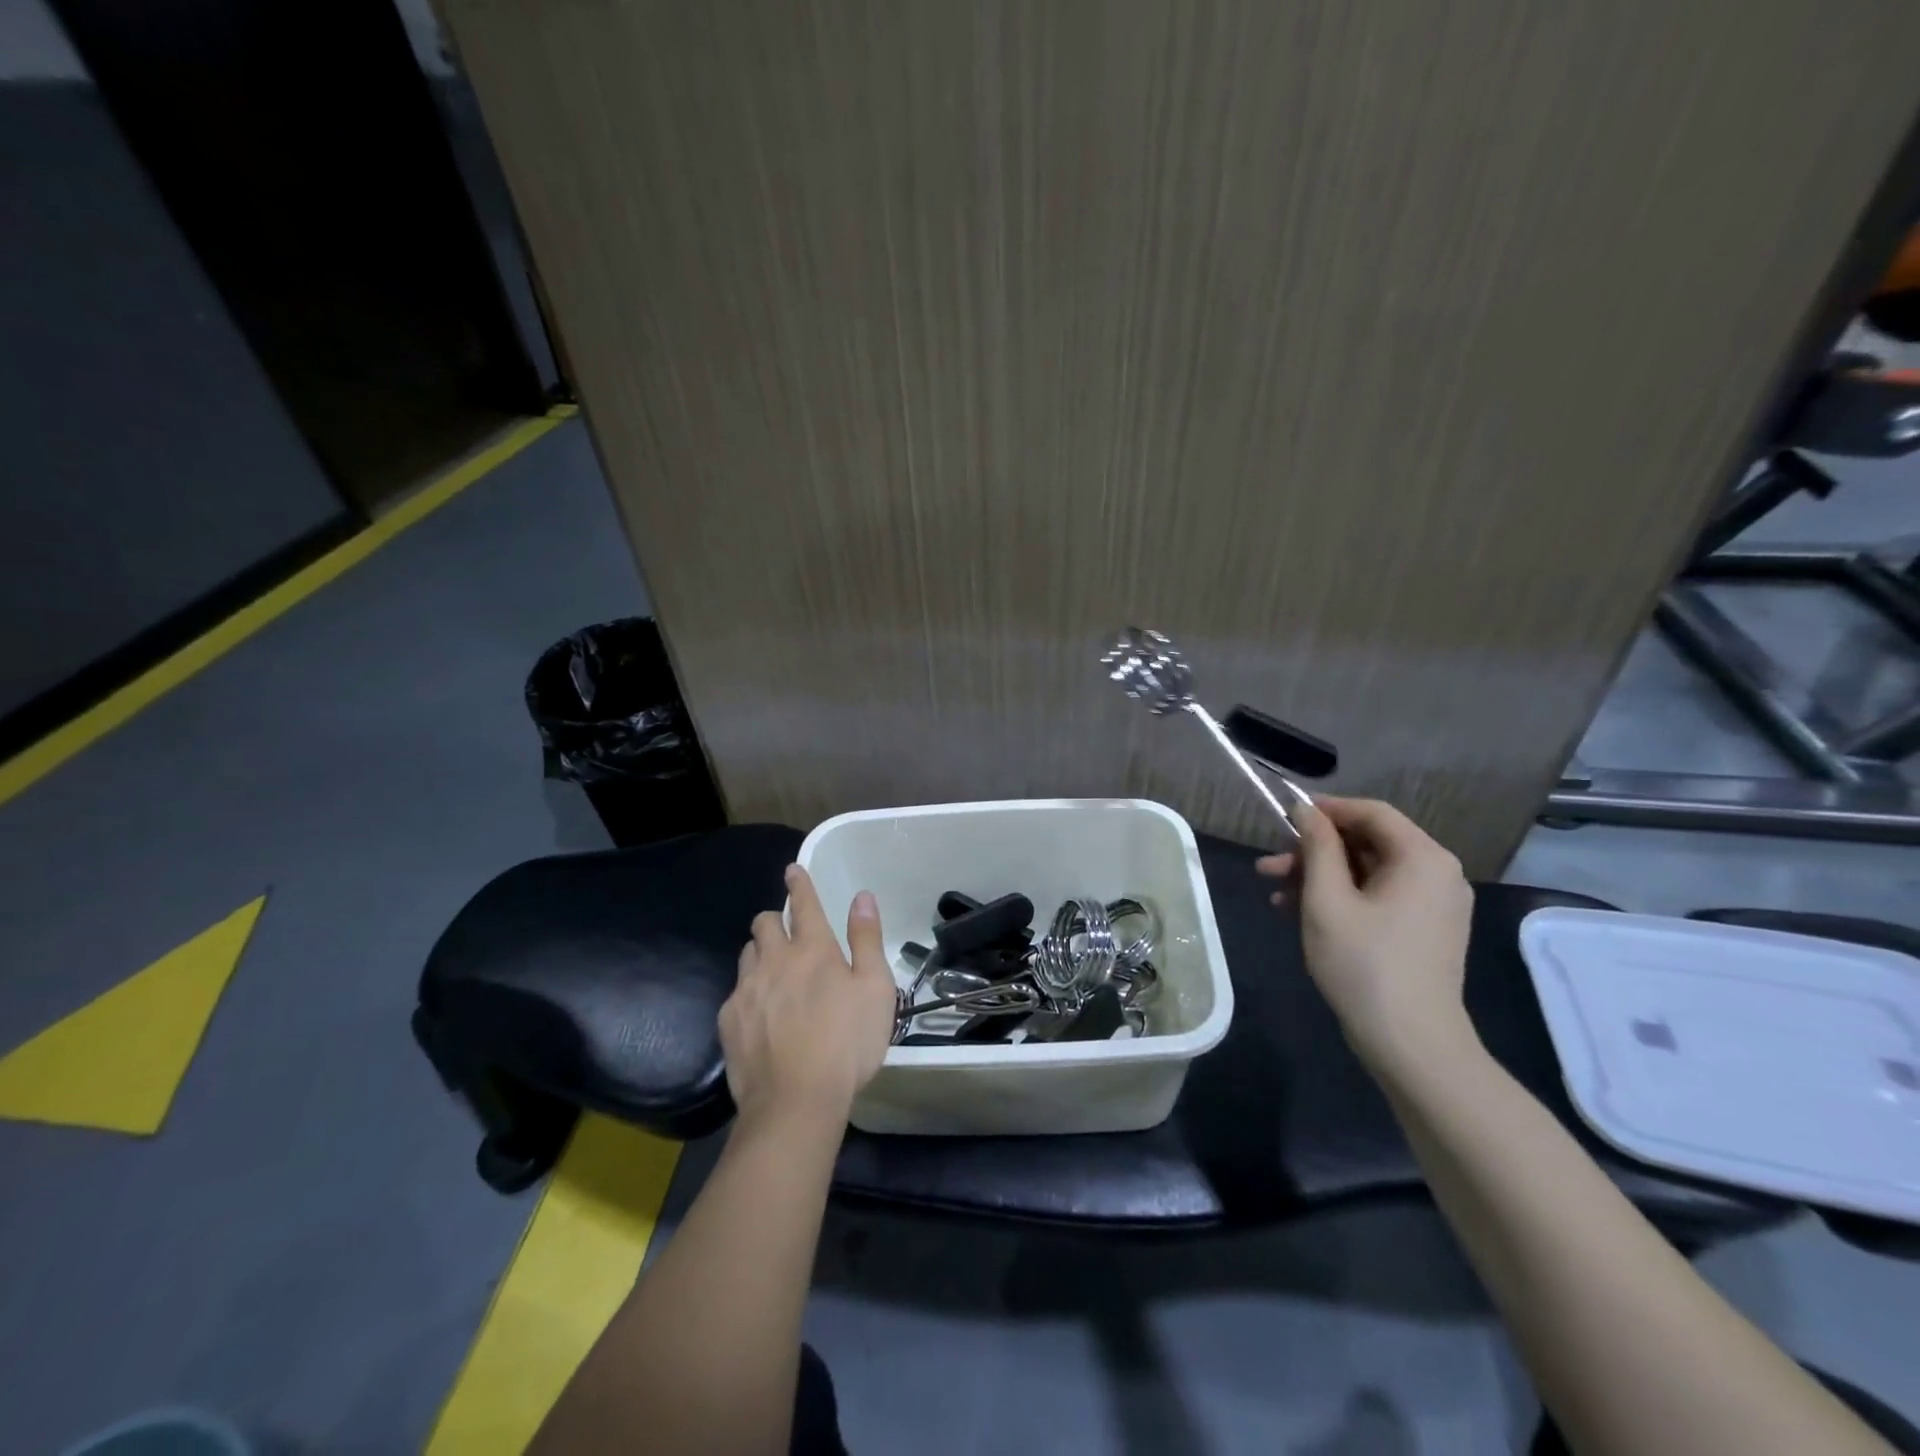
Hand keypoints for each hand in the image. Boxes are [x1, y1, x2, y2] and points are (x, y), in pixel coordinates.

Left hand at [721, 865, 898, 1133]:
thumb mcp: (876, 989)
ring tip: (774, 974)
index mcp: (813, 949)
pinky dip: (749, 993)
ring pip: (747, 954)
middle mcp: (774, 960)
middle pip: (764, 922)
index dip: (799, 883)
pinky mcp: (728, 1020)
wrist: (796, 1101)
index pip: (804, 903)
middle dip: (775, 920)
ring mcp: (746, 989)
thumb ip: (867, 939)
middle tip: (788, 936)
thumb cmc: (847, 1043)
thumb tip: (862, 896)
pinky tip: (761, 1016)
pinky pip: (735, 992)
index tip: (792, 870)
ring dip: (760, 953)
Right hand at [1257, 796, 1477, 1074]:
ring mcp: (1434, 905)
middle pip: (1368, 843)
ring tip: (1274, 893)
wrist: (1411, 1044)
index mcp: (1422, 858)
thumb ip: (1317, 847)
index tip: (1284, 818)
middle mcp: (1438, 874)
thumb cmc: (1364, 963)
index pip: (1372, 812)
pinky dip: (1341, 898)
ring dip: (1320, 877)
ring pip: (1368, 872)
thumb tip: (1306, 809)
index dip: (1326, 809)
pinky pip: (1379, 896)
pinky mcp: (1425, 930)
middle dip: (1314, 851)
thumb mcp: (1327, 899)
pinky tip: (1300, 914)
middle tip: (1268, 867)